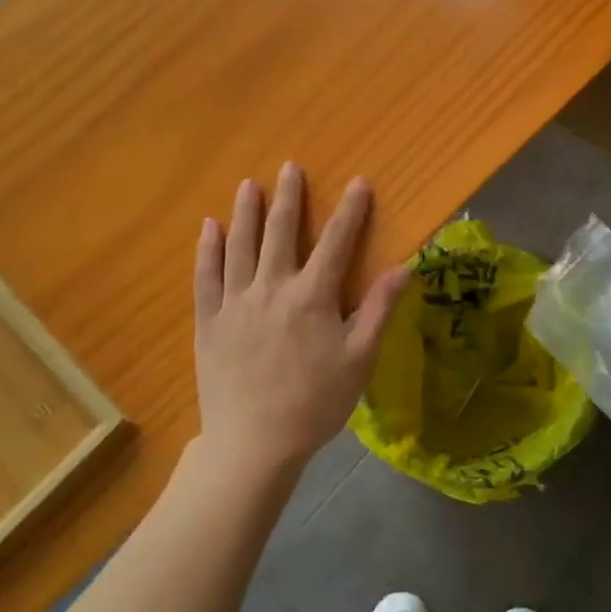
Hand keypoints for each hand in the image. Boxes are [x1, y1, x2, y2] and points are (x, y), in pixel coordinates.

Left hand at [194, 163, 409, 479]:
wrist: (254, 444)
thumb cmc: (315, 403)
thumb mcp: (359, 359)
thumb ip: (378, 309)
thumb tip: (404, 268)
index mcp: (312, 297)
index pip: (336, 242)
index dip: (350, 210)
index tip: (359, 182)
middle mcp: (272, 288)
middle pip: (281, 233)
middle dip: (288, 198)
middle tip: (289, 168)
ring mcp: (235, 303)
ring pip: (240, 246)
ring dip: (245, 213)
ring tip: (248, 185)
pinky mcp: (209, 321)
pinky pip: (206, 276)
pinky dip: (207, 249)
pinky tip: (208, 227)